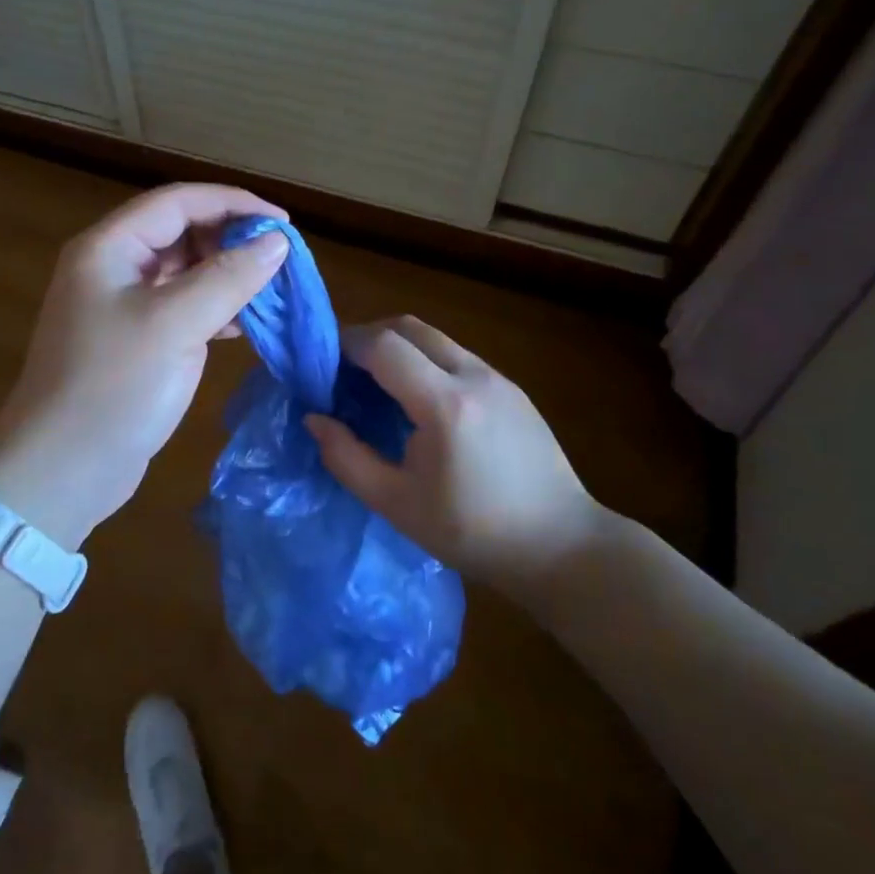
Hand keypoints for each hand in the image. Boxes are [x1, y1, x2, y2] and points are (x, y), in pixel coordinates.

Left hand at [0, 184, 289, 547]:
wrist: (61, 472)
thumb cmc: (113, 387)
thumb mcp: (175, 325)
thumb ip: (228, 277)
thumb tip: (277, 241)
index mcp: (109, 248)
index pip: (178, 201)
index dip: (233, 203)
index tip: (284, 223)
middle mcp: (112, 267)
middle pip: (181, 232)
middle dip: (231, 240)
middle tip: (280, 261)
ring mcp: (121, 306)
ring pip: (184, 271)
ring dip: (227, 274)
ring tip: (272, 290)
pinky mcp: (134, 341)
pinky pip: (181, 307)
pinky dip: (214, 308)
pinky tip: (244, 323)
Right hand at [304, 316, 604, 589]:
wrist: (560, 546)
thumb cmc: (472, 532)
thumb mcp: (396, 504)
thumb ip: (346, 458)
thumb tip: (314, 419)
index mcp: (444, 404)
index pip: (383, 346)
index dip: (346, 345)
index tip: (321, 363)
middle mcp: (473, 376)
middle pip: (409, 327)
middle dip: (369, 336)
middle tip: (343, 368)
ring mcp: (498, 378)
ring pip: (435, 338)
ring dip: (398, 347)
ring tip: (376, 383)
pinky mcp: (512, 388)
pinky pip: (456, 356)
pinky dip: (425, 360)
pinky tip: (418, 400)